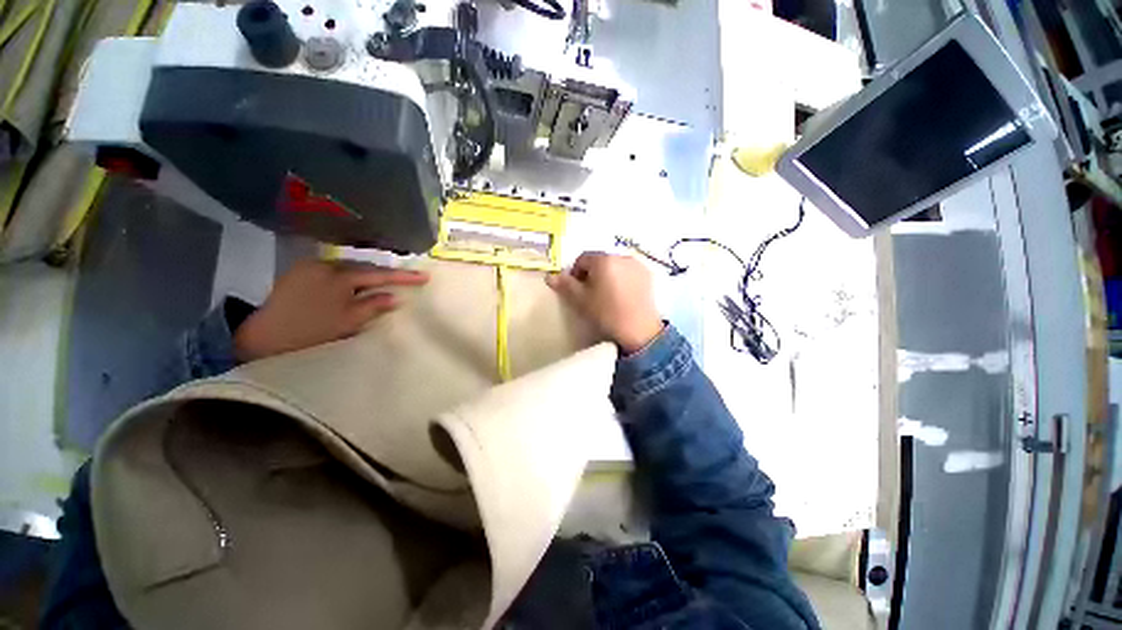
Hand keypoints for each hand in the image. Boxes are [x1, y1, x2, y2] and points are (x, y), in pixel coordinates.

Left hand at [234, 260, 428, 361]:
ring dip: (367, 276)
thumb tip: (395, 296)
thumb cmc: (312, 331)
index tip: (425, 276)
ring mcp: (310, 266)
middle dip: (385, 274)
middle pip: (364, 267)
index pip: (380, 274)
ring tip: (383, 283)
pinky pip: (333, 271)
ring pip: (349, 268)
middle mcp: (325, 265)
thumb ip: (374, 305)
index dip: (404, 276)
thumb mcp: (349, 321)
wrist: (263, 337)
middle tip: (406, 280)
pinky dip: (349, 277)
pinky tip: (354, 285)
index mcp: (340, 276)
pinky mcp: (299, 272)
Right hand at [546, 252, 663, 353]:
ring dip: (607, 275)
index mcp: (603, 259)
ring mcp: (637, 264)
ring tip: (607, 296)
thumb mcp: (581, 300)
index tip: (576, 290)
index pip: (582, 259)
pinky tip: (622, 296)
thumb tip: (550, 276)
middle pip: (599, 261)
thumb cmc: (606, 313)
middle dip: (592, 274)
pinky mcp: (647, 275)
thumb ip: (565, 285)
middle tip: (590, 294)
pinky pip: (628, 271)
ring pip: (614, 265)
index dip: (575, 273)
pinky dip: (622, 279)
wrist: (639, 330)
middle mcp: (621, 256)